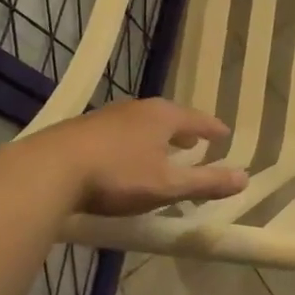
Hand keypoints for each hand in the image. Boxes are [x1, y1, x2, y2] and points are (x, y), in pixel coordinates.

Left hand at [27, 99, 247, 215]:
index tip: (224, 134)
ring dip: (156, 137)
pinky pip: (119, 133)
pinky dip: (132, 143)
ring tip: (163, 151)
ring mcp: (106, 117)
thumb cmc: (118, 175)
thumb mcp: (167, 185)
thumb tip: (245, 178)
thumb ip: (206, 182)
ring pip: (141, 124)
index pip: (197, 119)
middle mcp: (136, 109)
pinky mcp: (82, 130)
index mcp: (161, 116)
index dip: (212, 128)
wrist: (50, 170)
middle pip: (168, 117)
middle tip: (196, 142)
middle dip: (184, 131)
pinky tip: (125, 159)